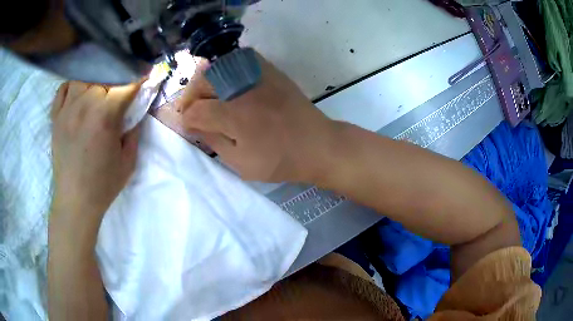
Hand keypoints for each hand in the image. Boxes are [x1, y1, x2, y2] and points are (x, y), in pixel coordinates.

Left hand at [50, 81, 140, 224]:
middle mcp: (85, 105)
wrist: (75, 200)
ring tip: (98, 89)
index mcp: (105, 116)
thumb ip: (134, 130)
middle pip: (105, 75)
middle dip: (118, 79)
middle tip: (121, 87)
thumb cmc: (103, 184)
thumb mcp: (128, 161)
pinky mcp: (56, 117)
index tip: (146, 75)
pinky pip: (64, 88)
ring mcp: (67, 109)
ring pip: (83, 76)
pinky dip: (73, 86)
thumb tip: (136, 109)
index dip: (139, 78)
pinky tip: (79, 94)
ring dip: (94, 79)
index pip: (127, 84)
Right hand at [179, 52, 336, 182]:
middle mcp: (242, 89)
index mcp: (234, 115)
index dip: (186, 119)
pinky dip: (226, 68)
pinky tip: (228, 83)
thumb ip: (213, 141)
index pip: (195, 110)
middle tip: (195, 111)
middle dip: (191, 97)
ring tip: (209, 97)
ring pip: (218, 67)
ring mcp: (257, 75)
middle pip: (202, 82)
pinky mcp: (270, 70)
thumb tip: (193, 125)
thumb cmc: (279, 160)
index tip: (189, 126)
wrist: (317, 144)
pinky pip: (239, 59)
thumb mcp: (241, 163)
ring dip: (206, 82)